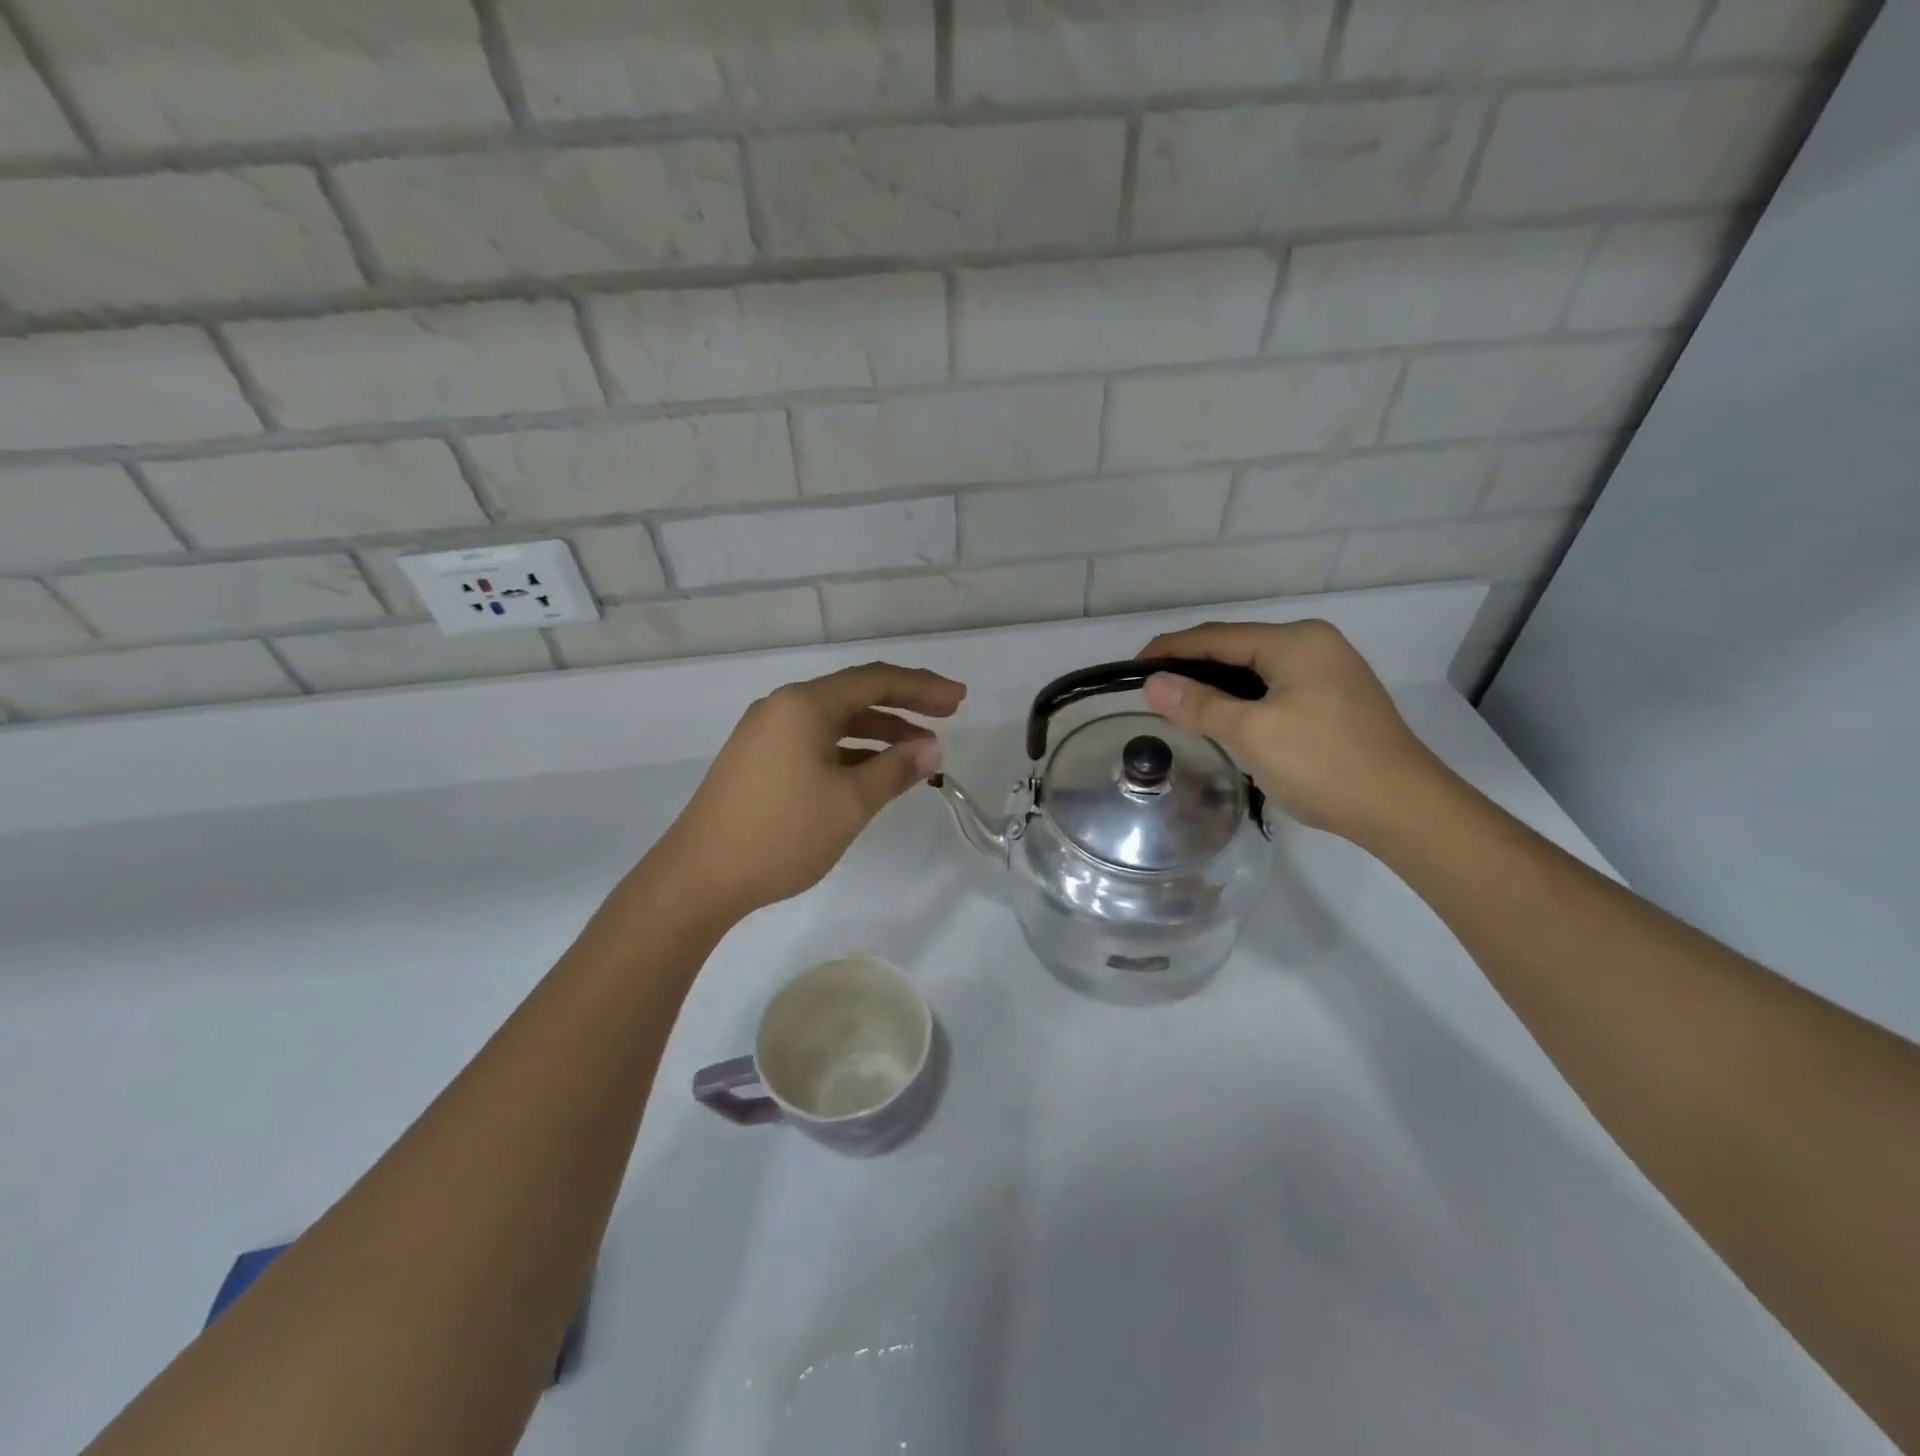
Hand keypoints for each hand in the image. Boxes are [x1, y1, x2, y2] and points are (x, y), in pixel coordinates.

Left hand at [653, 662, 965, 920]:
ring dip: (878, 733)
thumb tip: (931, 748)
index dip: (922, 686)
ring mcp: (765, 735)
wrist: (698, 877)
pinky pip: (815, 744)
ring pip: (834, 722)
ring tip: (918, 754)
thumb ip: (895, 770)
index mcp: (804, 705)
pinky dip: (850, 753)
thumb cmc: (781, 833)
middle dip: (904, 706)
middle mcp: (782, 708)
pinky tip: (872, 774)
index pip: (875, 680)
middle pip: (854, 695)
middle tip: (947, 718)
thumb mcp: (850, 802)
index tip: (959, 700)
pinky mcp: (758, 762)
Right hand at [1139, 620, 1451, 845]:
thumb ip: (1199, 704)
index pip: (1217, 636)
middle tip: (1152, 690)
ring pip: (1255, 670)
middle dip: (1192, 666)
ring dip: (1216, 684)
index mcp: (1295, 641)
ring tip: (1179, 705)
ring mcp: (1329, 671)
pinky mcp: (1335, 699)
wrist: (1403, 809)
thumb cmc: (1323, 763)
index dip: (1171, 649)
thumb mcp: (1252, 733)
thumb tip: (1152, 684)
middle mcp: (1314, 645)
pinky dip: (1243, 698)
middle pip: (1237, 648)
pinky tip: (1225, 718)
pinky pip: (1274, 687)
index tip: (1133, 668)